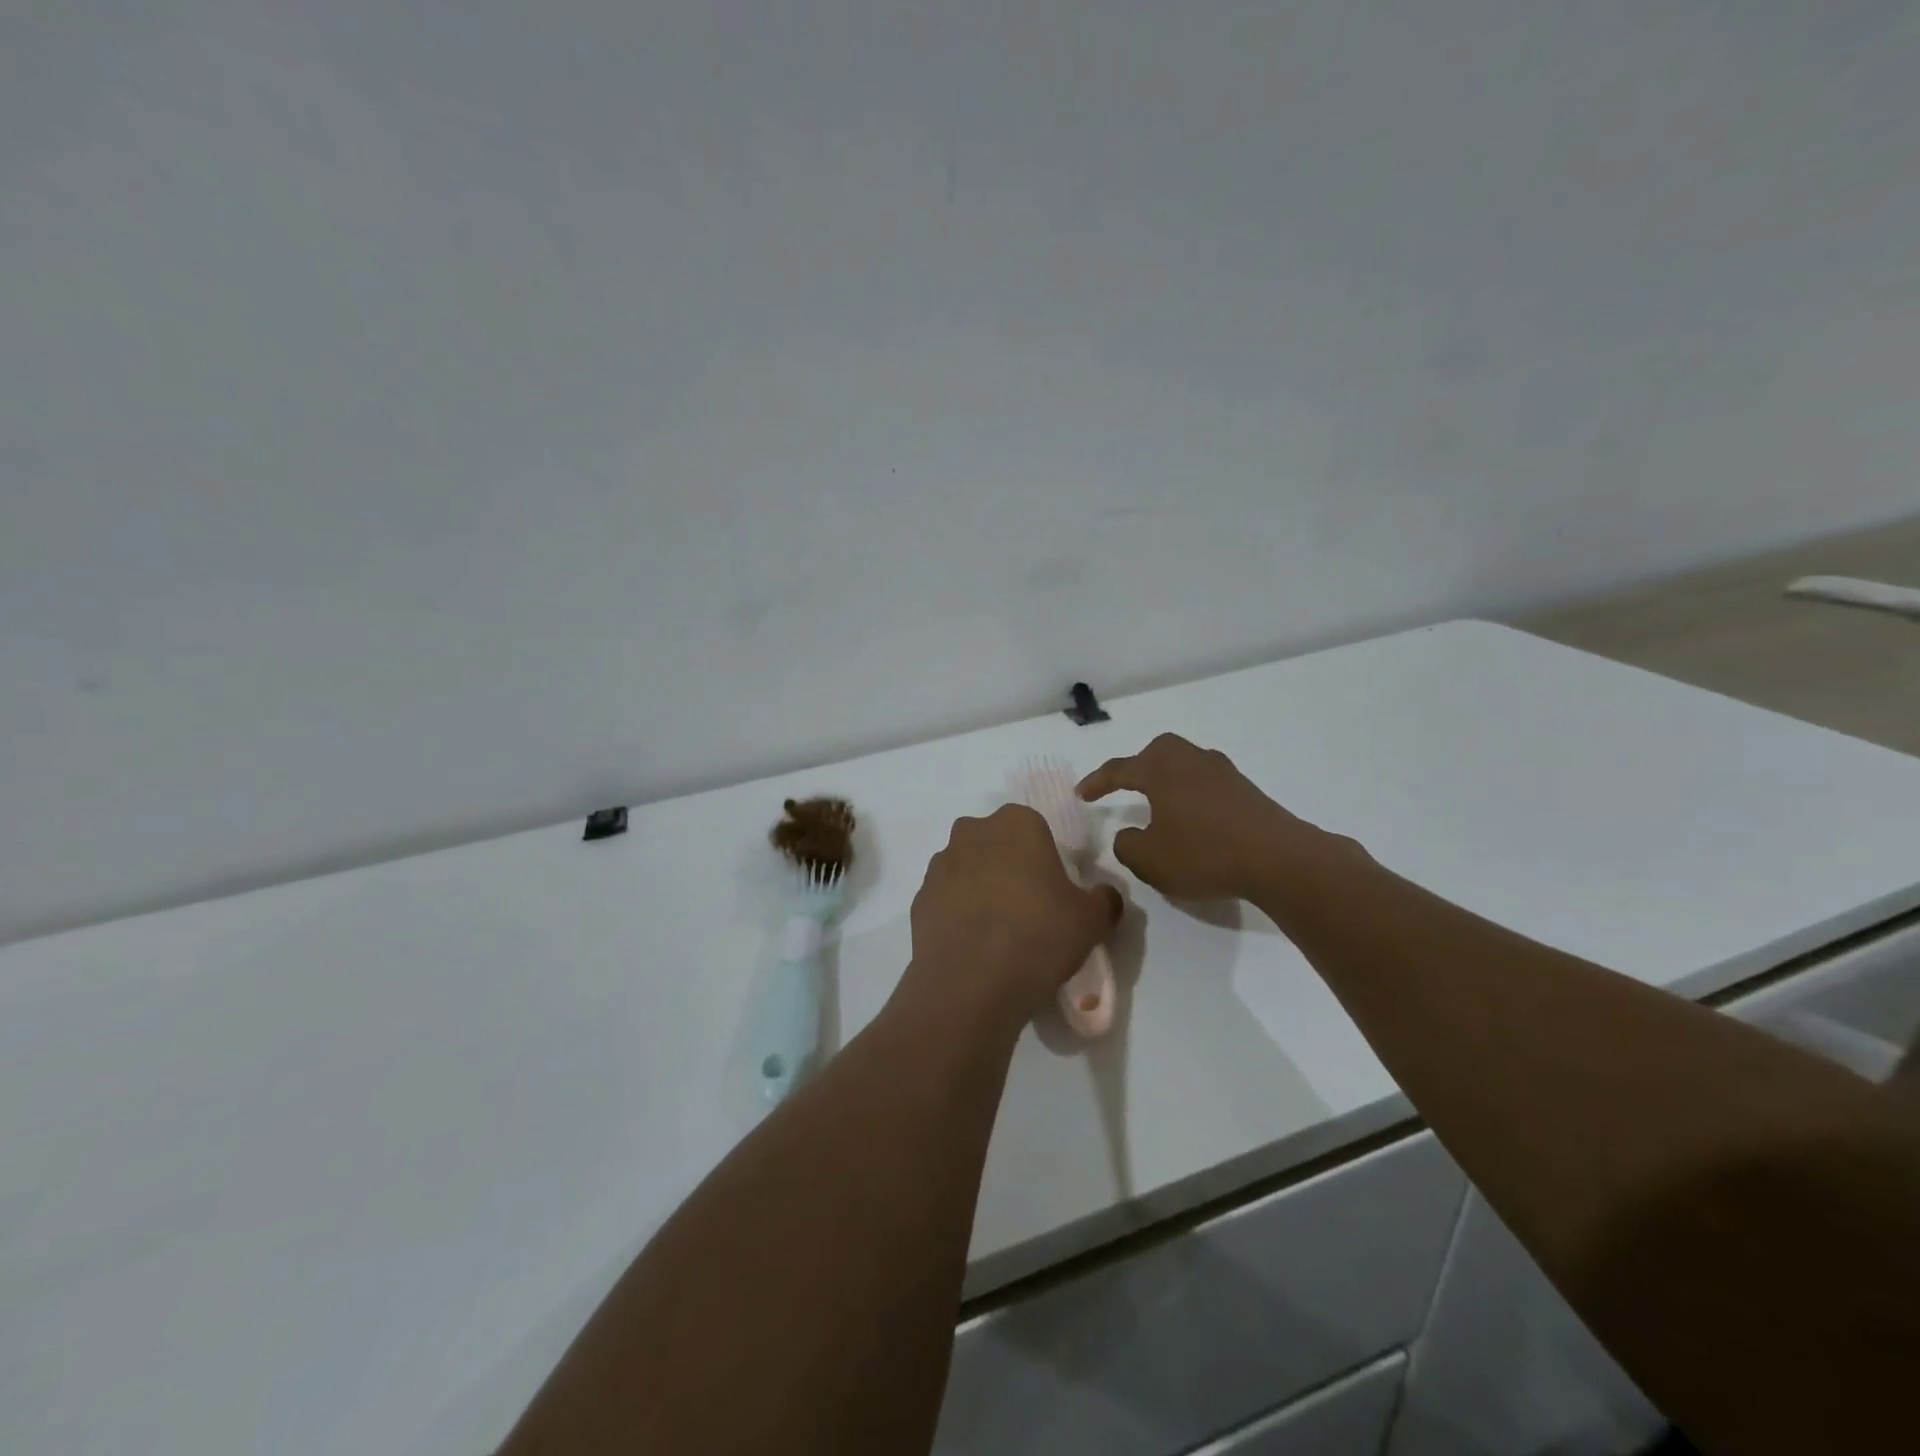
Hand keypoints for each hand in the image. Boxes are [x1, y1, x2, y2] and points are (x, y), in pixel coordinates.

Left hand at [904, 805, 1122, 1022]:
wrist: (971, 983)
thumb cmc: (1039, 935)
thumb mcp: (1092, 920)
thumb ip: (1104, 899)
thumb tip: (1104, 895)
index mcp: (1016, 823)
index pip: (1035, 827)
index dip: (1045, 857)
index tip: (1053, 890)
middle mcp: (973, 833)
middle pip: (997, 843)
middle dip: (1010, 866)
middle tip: (1030, 908)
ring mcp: (941, 865)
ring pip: (968, 868)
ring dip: (982, 888)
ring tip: (1001, 932)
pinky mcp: (920, 898)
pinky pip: (947, 899)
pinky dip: (959, 914)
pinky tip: (975, 945)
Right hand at [1078, 733, 1356, 902]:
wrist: (1279, 859)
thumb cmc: (1204, 853)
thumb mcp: (1149, 859)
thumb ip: (1127, 845)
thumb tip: (1129, 835)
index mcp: (1161, 768)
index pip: (1119, 769)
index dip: (1097, 782)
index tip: (1081, 794)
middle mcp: (1191, 759)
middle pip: (1157, 753)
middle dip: (1138, 768)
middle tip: (1125, 788)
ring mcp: (1223, 772)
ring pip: (1184, 767)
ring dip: (1167, 783)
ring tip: (1160, 808)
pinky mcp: (1246, 790)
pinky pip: (1206, 785)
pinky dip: (1191, 797)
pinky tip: (1193, 822)